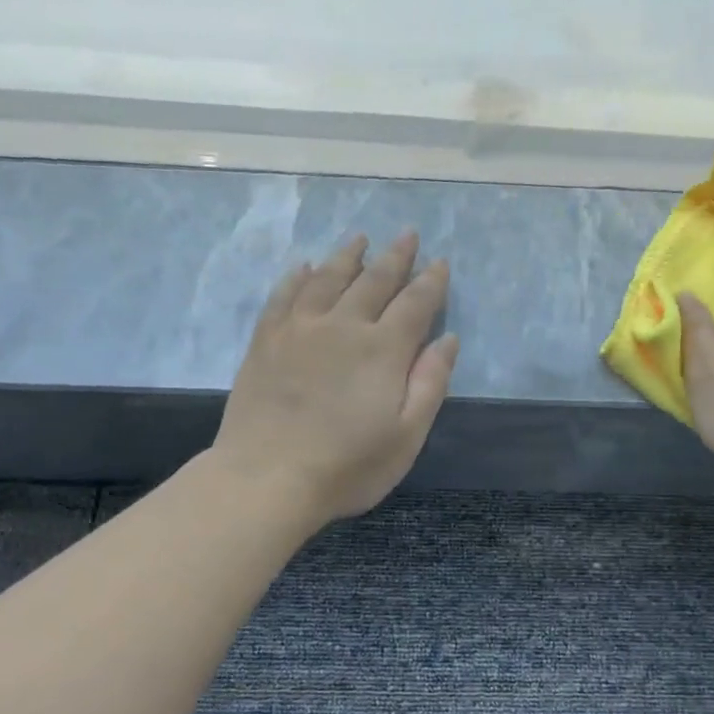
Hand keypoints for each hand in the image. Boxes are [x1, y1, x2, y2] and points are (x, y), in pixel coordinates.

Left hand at [214, 232, 458, 524]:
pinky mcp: (265, 341)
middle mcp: (342, 326)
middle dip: (395, 256)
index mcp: (383, 350)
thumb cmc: (347, 467)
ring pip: (327, 278)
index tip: (440, 263)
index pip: (415, 303)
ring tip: (360, 239)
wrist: (267, 479)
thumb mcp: (406, 436)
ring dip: (347, 256)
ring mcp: (299, 329)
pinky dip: (297, 277)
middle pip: (374, 280)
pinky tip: (304, 267)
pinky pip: (284, 296)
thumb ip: (430, 384)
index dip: (431, 282)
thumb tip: (447, 339)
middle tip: (407, 235)